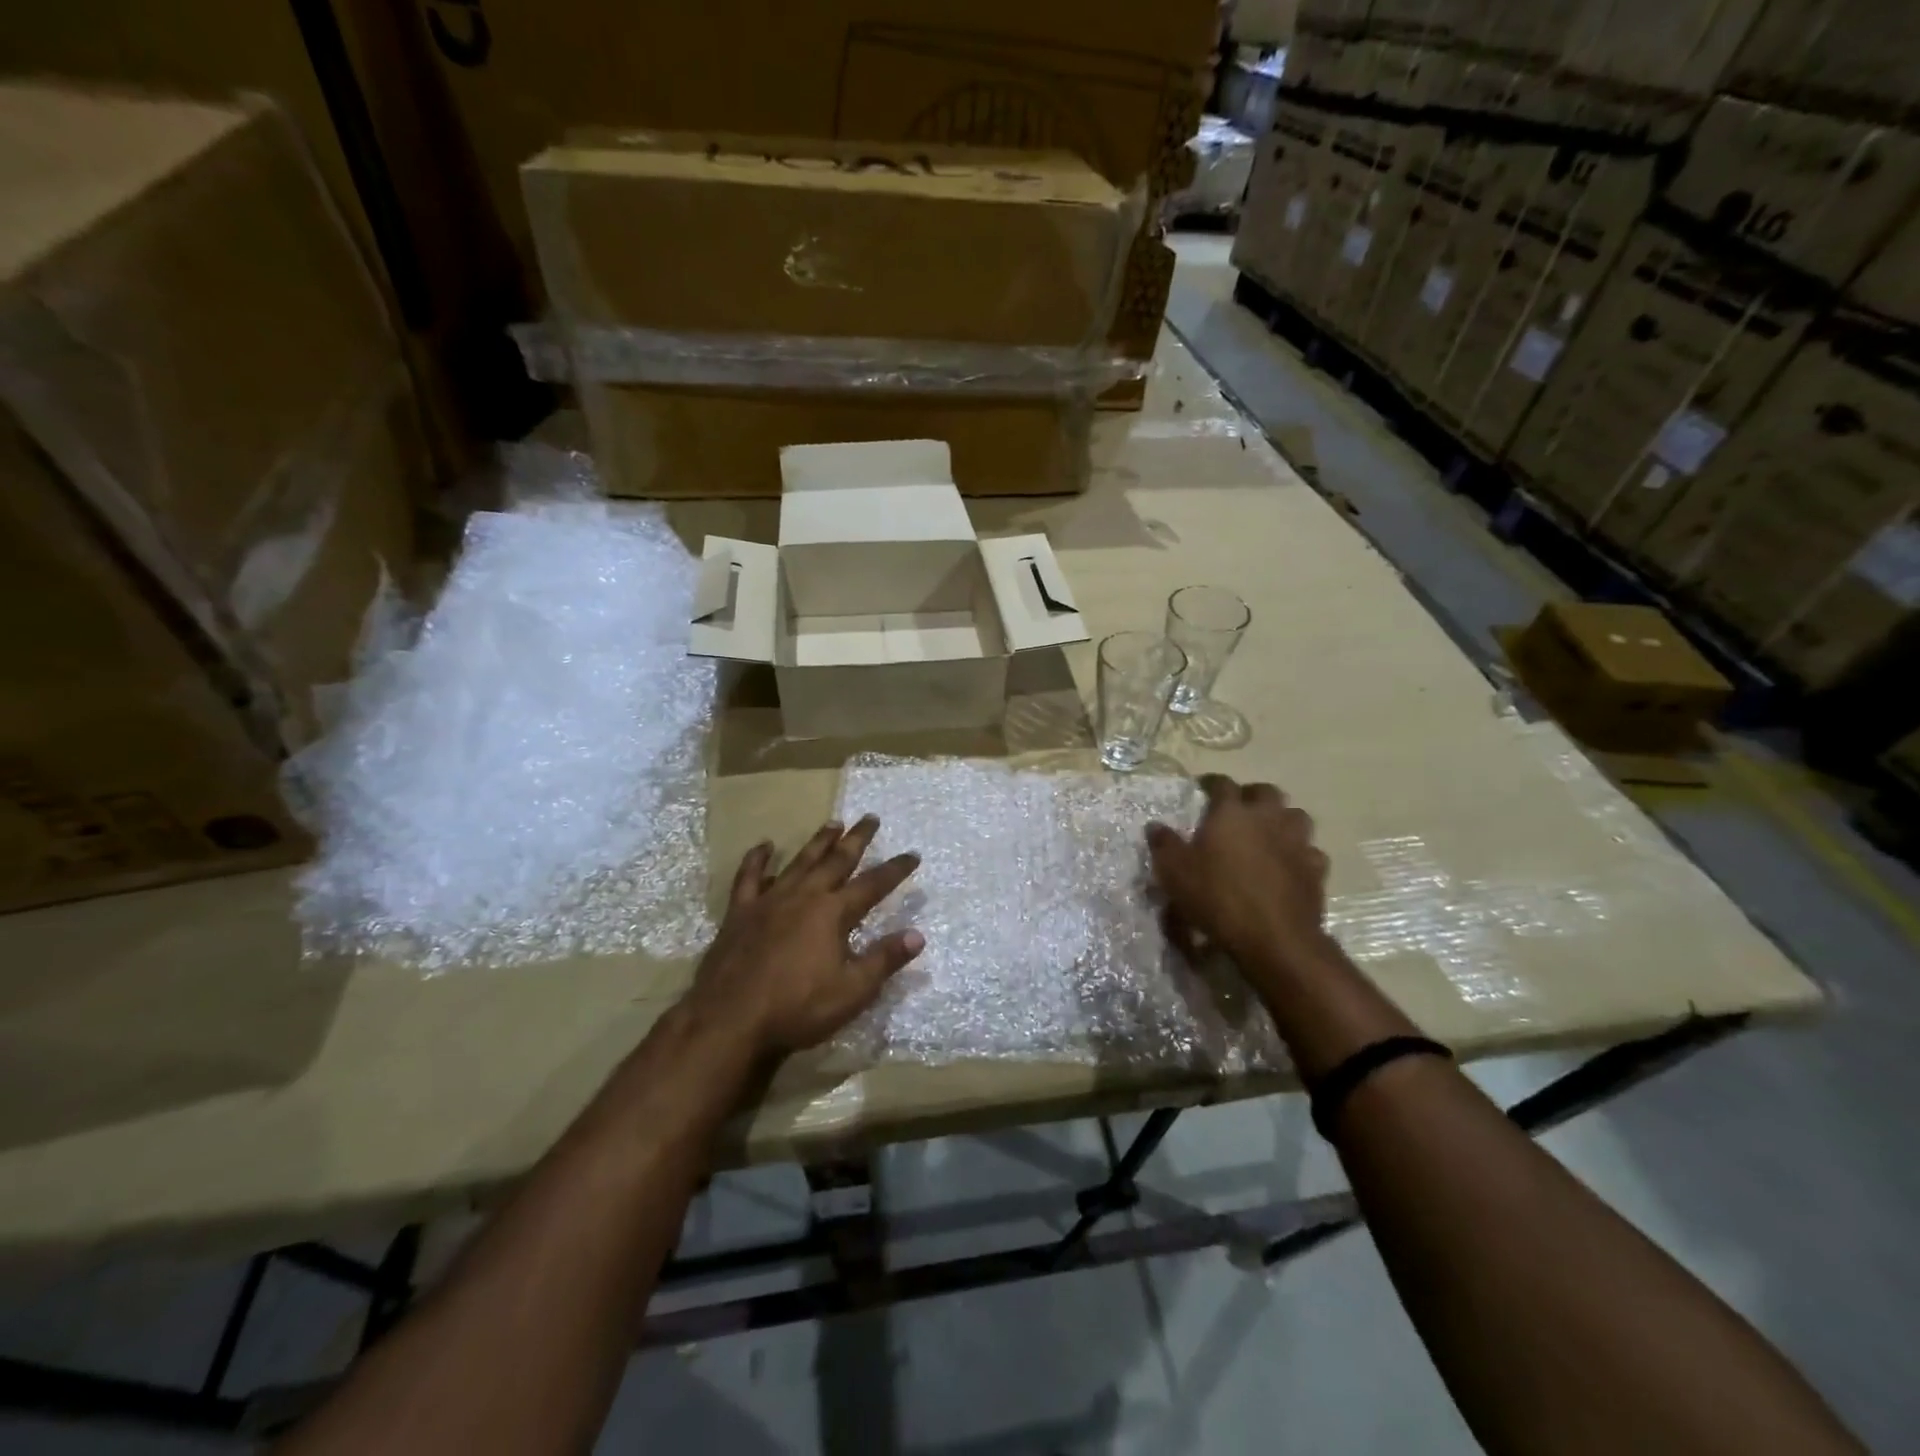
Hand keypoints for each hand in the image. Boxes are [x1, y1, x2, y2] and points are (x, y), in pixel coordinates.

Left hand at [688, 816, 922, 1055]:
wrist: (729, 1020)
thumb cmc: (796, 1008)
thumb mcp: (851, 991)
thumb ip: (884, 960)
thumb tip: (918, 935)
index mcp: (832, 913)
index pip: (873, 885)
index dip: (895, 869)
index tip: (912, 854)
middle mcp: (804, 896)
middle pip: (836, 860)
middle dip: (857, 839)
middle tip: (870, 818)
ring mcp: (769, 900)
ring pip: (800, 861)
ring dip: (818, 841)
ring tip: (833, 823)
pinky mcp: (740, 912)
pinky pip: (749, 877)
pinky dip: (758, 859)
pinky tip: (764, 847)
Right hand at [1147, 775, 1334, 990]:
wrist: (1274, 937)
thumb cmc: (1218, 897)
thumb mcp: (1175, 873)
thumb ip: (1164, 845)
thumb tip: (1155, 826)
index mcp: (1232, 813)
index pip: (1222, 784)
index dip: (1212, 783)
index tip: (1203, 787)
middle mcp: (1268, 818)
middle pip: (1266, 791)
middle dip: (1252, 795)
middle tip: (1239, 808)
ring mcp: (1297, 842)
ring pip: (1296, 815)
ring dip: (1282, 819)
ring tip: (1269, 832)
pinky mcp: (1316, 869)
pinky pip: (1310, 851)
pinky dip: (1299, 853)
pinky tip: (1290, 864)